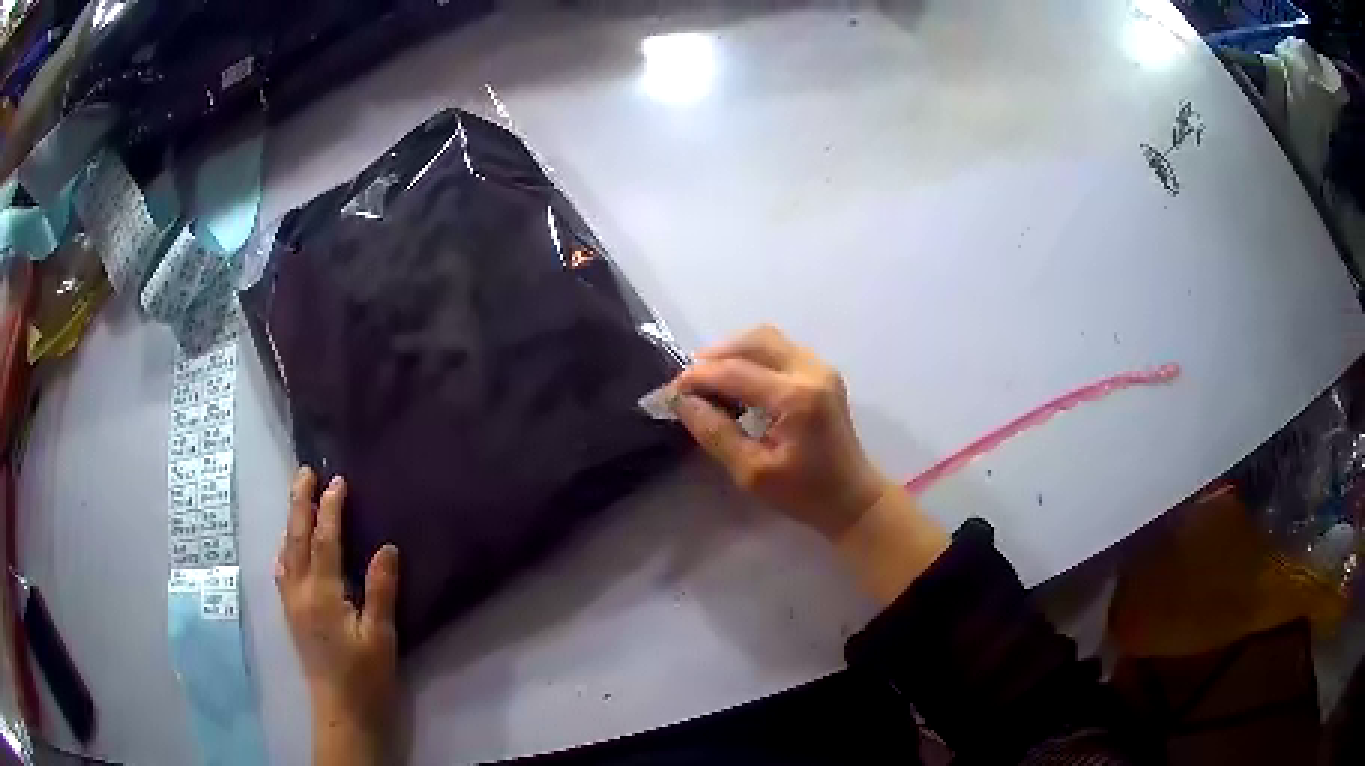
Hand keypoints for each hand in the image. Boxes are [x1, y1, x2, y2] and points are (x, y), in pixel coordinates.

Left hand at [277, 467, 398, 763]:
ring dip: (291, 521)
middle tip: (305, 472)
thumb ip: (381, 590)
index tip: (338, 481)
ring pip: (286, 551)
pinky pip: (282, 569)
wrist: (342, 710)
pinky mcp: (292, 614)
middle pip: (296, 538)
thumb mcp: (381, 635)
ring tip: (298, 498)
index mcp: (322, 593)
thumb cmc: (366, 675)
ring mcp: (292, 602)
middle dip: (300, 502)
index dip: (330, 508)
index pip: (324, 540)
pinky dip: (286, 547)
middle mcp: (300, 591)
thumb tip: (386, 547)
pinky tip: (288, 546)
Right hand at [670, 326, 948, 602]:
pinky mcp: (822, 372)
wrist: (853, 499)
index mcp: (796, 397)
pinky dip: (753, 357)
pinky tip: (738, 382)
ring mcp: (821, 367)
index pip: (735, 371)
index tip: (670, 392)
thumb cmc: (805, 494)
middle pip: (754, 340)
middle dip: (715, 356)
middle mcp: (811, 370)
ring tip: (710, 381)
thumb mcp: (752, 472)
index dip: (697, 377)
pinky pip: (780, 349)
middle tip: (690, 383)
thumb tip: (681, 401)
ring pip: (767, 339)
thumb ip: (715, 432)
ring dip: (734, 352)